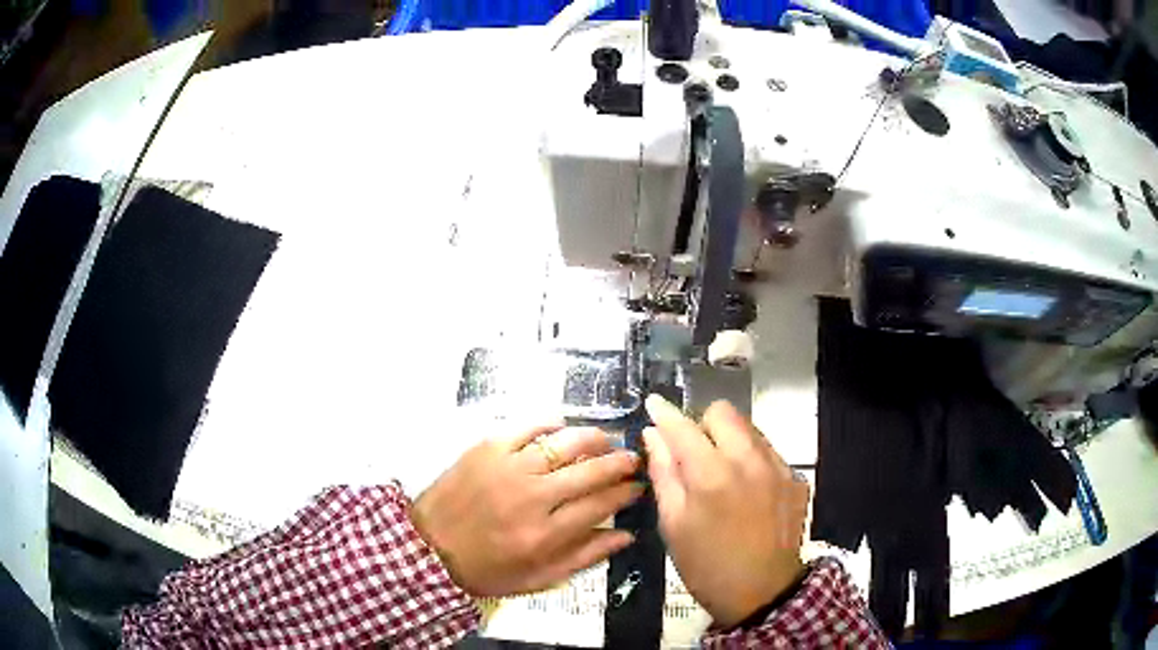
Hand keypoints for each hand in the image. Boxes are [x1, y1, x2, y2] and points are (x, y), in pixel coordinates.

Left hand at [411, 424, 642, 596]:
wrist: (428, 547)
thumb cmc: (486, 569)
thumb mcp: (538, 578)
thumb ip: (584, 557)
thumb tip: (626, 535)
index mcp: (546, 534)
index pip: (601, 504)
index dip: (627, 492)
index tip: (638, 486)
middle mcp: (533, 497)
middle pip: (590, 471)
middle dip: (620, 462)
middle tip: (632, 459)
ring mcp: (509, 468)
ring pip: (565, 443)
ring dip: (594, 439)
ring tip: (606, 441)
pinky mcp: (487, 449)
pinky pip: (527, 427)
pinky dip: (550, 424)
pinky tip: (563, 427)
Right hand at [643, 395, 808, 628]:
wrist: (762, 592)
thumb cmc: (706, 565)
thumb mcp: (673, 525)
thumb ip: (664, 474)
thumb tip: (654, 436)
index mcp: (712, 475)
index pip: (683, 426)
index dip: (664, 413)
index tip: (653, 406)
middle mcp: (749, 460)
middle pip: (723, 413)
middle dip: (702, 424)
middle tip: (693, 453)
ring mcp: (778, 467)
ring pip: (749, 429)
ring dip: (729, 440)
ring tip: (721, 474)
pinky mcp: (795, 478)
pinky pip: (768, 451)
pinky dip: (751, 460)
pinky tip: (747, 491)